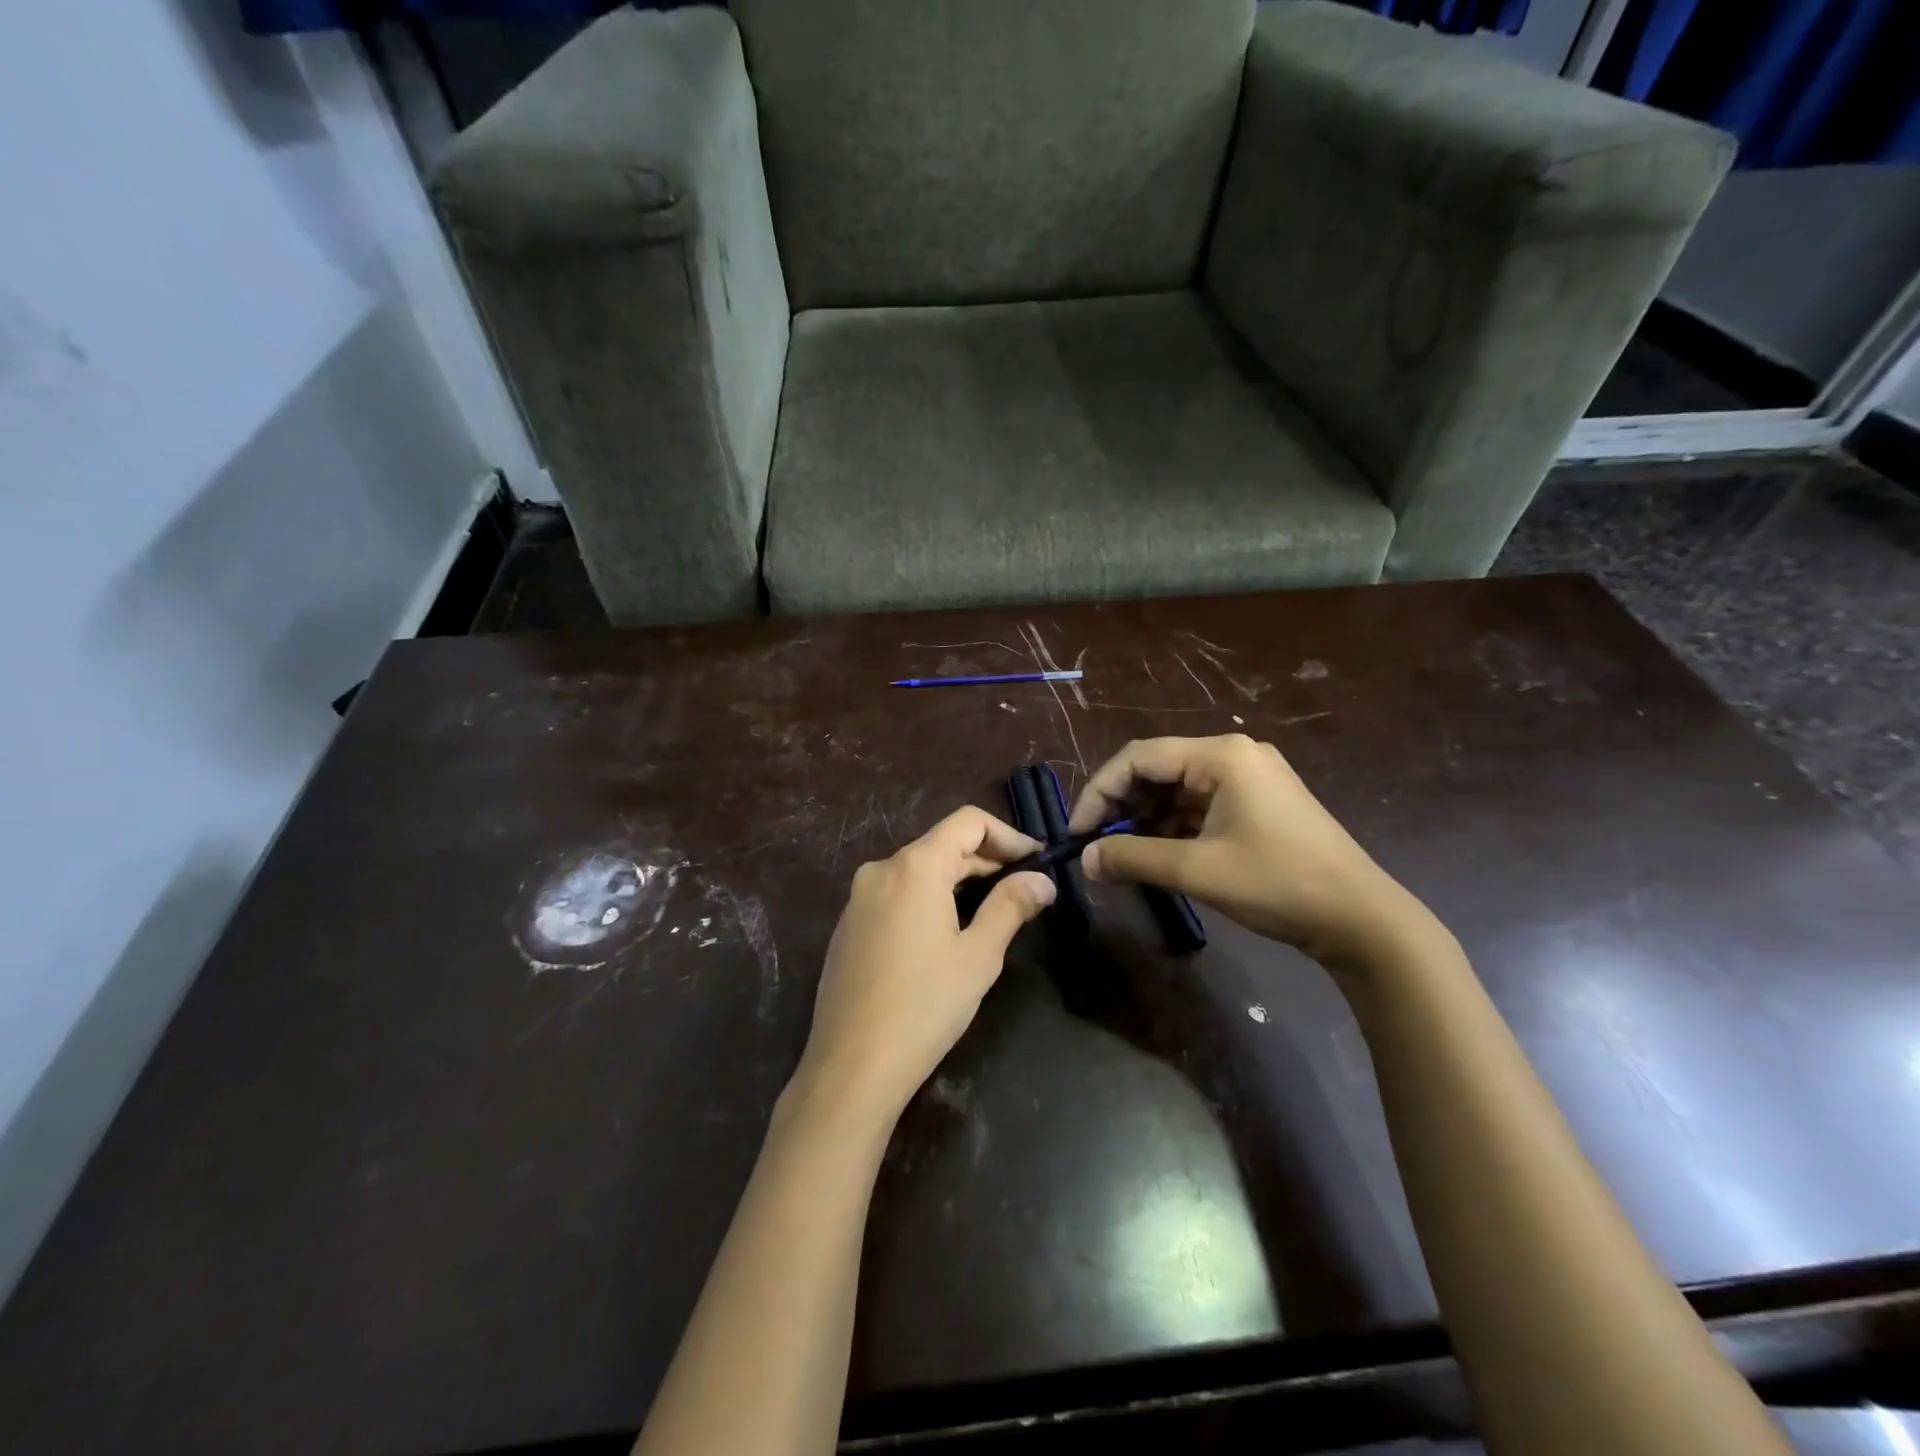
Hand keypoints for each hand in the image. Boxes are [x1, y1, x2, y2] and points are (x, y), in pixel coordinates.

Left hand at [795, 807, 1055, 1122]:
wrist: (851, 1066)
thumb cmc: (925, 1006)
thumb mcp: (978, 956)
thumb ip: (1011, 906)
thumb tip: (1042, 880)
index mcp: (915, 867)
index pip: (968, 822)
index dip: (1008, 834)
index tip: (1036, 860)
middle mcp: (881, 869)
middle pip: (942, 844)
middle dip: (986, 860)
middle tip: (1024, 887)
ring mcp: (859, 897)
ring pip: (919, 870)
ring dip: (958, 880)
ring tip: (992, 909)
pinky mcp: (849, 924)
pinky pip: (896, 893)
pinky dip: (928, 898)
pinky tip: (946, 933)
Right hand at [1070, 735, 1420, 964]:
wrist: (1361, 919)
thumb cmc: (1277, 883)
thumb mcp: (1196, 870)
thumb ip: (1133, 858)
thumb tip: (1084, 861)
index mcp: (1221, 755)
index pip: (1139, 757)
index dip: (1100, 791)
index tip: (1077, 831)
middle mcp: (1233, 756)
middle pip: (1157, 770)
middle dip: (1121, 806)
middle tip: (1095, 844)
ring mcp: (1249, 780)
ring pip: (1176, 790)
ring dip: (1145, 820)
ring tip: (1122, 856)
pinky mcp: (1257, 805)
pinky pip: (1199, 806)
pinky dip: (1172, 828)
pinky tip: (1156, 855)